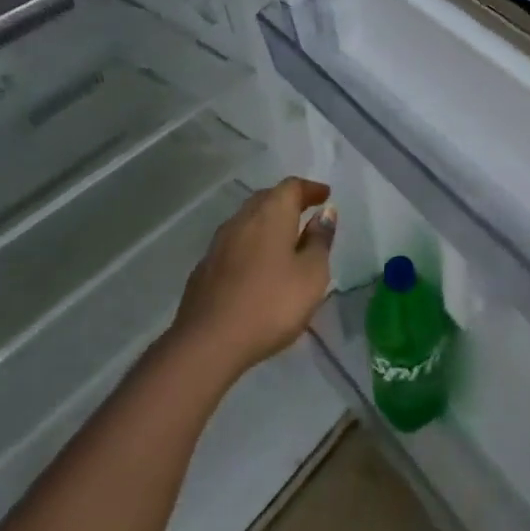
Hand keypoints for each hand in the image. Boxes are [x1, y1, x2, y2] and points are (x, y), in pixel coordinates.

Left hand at [173, 177, 335, 378]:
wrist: (207, 343)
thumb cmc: (271, 304)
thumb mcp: (312, 274)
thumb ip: (320, 241)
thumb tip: (325, 213)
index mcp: (271, 214)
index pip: (291, 186)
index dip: (310, 188)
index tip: (325, 196)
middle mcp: (242, 220)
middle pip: (266, 199)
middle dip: (287, 202)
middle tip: (306, 213)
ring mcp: (218, 244)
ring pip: (247, 221)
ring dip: (267, 224)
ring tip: (284, 240)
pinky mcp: (204, 270)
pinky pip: (234, 245)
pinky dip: (250, 246)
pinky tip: (257, 267)